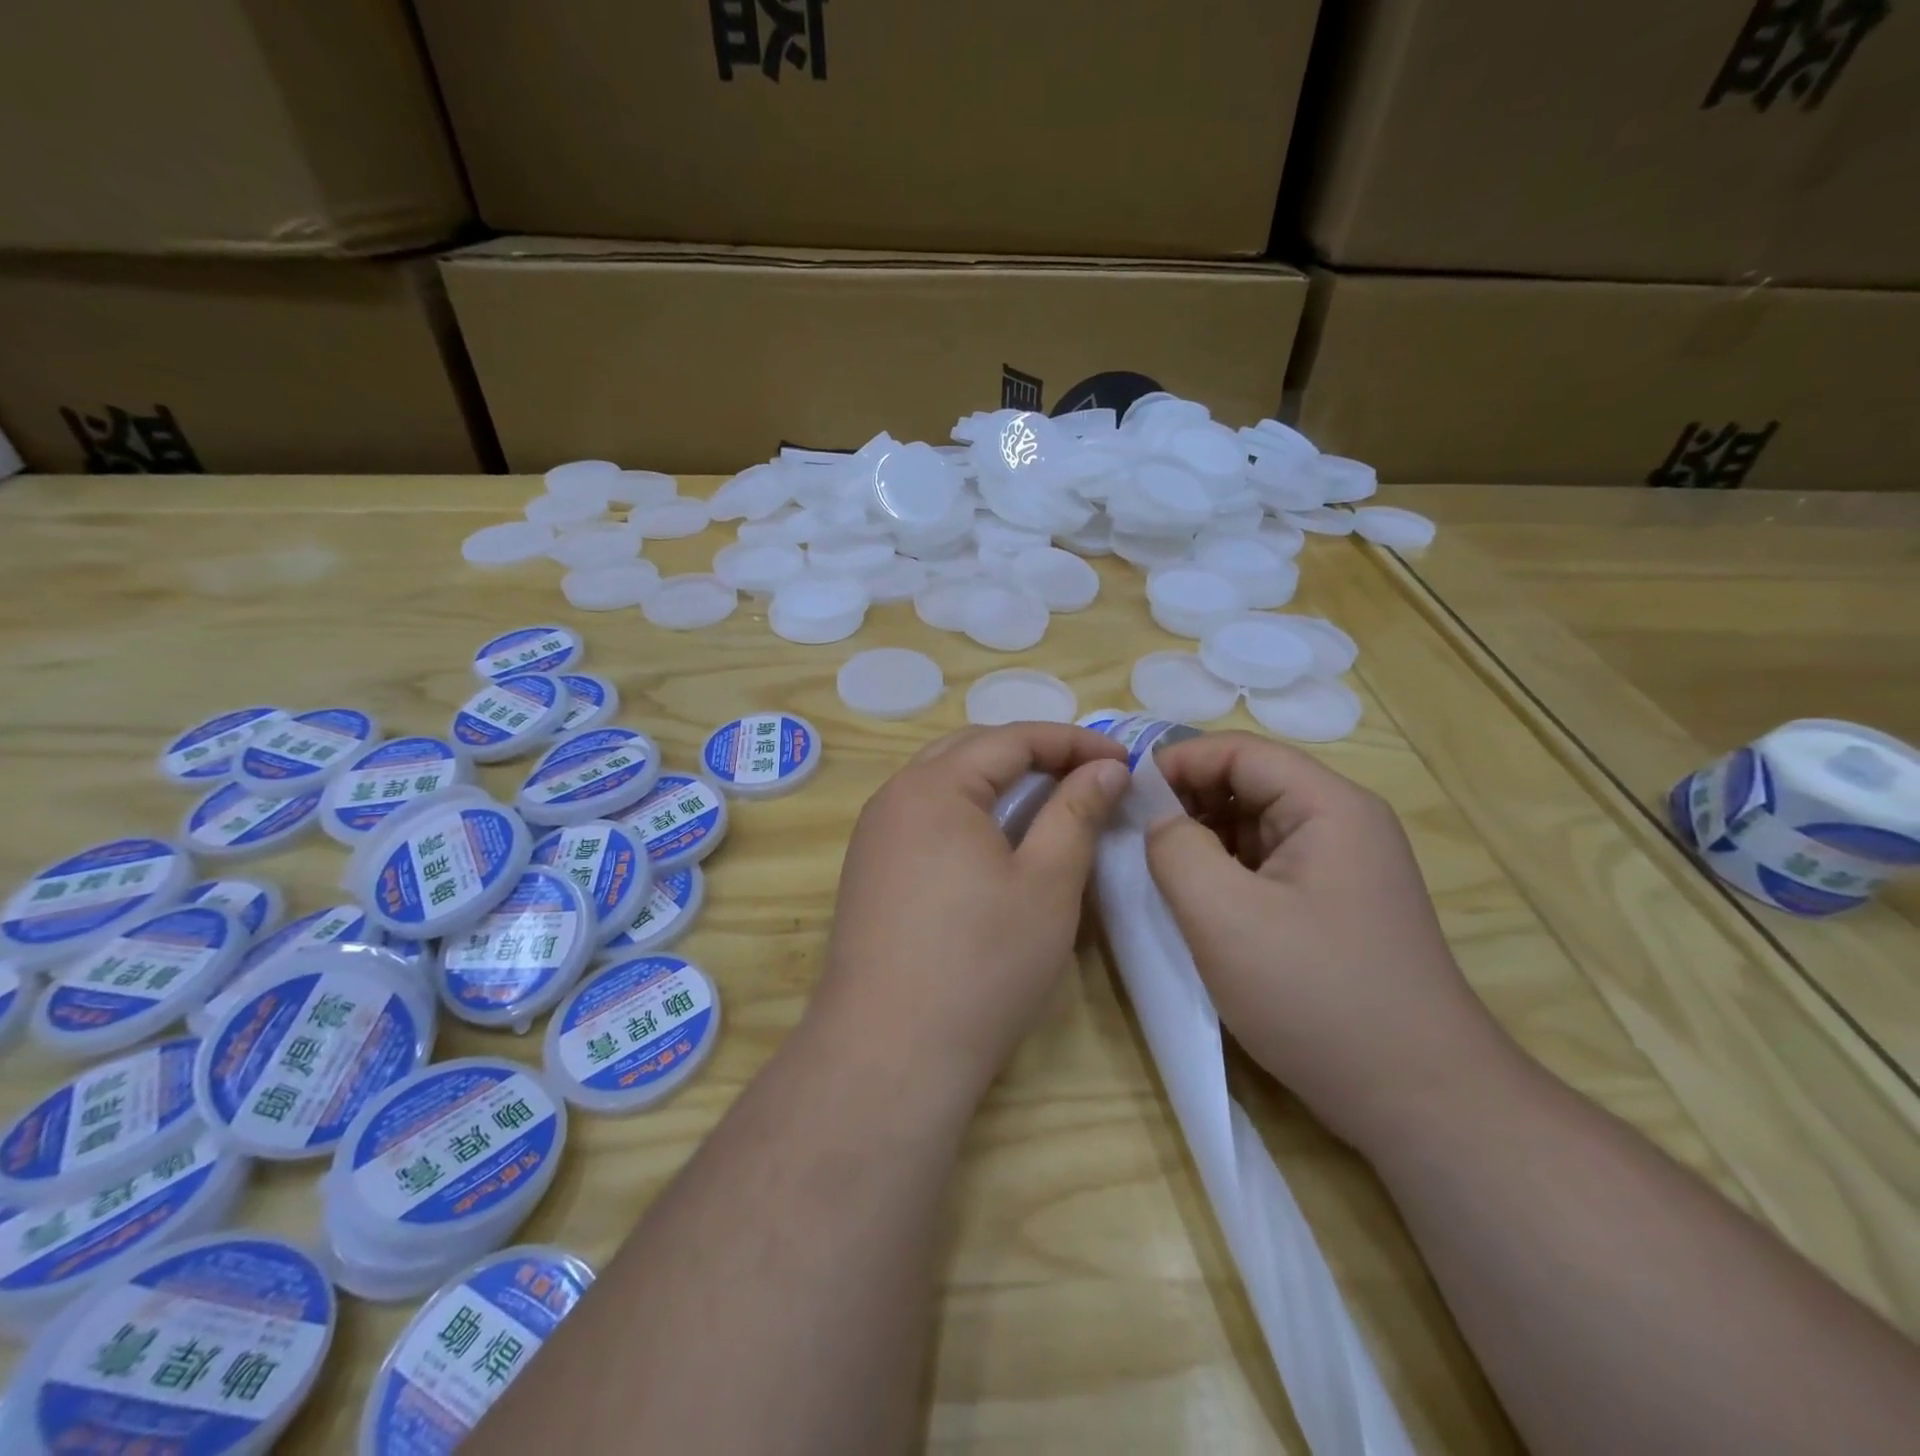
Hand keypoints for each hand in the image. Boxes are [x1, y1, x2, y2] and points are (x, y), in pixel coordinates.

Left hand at [818, 724, 1130, 1101]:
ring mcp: (874, 834)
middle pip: (972, 750)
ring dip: (997, 781)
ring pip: (943, 782)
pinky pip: (924, 816)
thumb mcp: (1047, 884)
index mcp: (935, 786)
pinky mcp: (868, 870)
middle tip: (1087, 775)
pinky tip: (995, 843)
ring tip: (1048, 801)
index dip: (1072, 742)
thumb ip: (1076, 813)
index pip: (1012, 738)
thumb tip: (1104, 768)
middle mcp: (894, 796)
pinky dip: (967, 812)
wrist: (888, 1053)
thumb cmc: (981, 965)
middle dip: (1033, 753)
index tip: (1123, 760)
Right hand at [1145, 732, 1515, 1152]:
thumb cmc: (1317, 995)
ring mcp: (1343, 868)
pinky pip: (1267, 868)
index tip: (1124, 794)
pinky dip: (1225, 874)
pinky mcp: (1334, 908)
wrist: (1420, 1100)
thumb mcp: (1223, 915)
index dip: (1178, 762)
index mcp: (1329, 806)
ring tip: (1157, 872)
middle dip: (1187, 802)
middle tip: (1132, 835)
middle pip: (1249, 784)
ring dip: (1203, 841)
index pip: (1240, 751)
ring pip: (1254, 829)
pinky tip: (1198, 905)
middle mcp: (1343, 824)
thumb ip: (1175, 848)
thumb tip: (1158, 819)